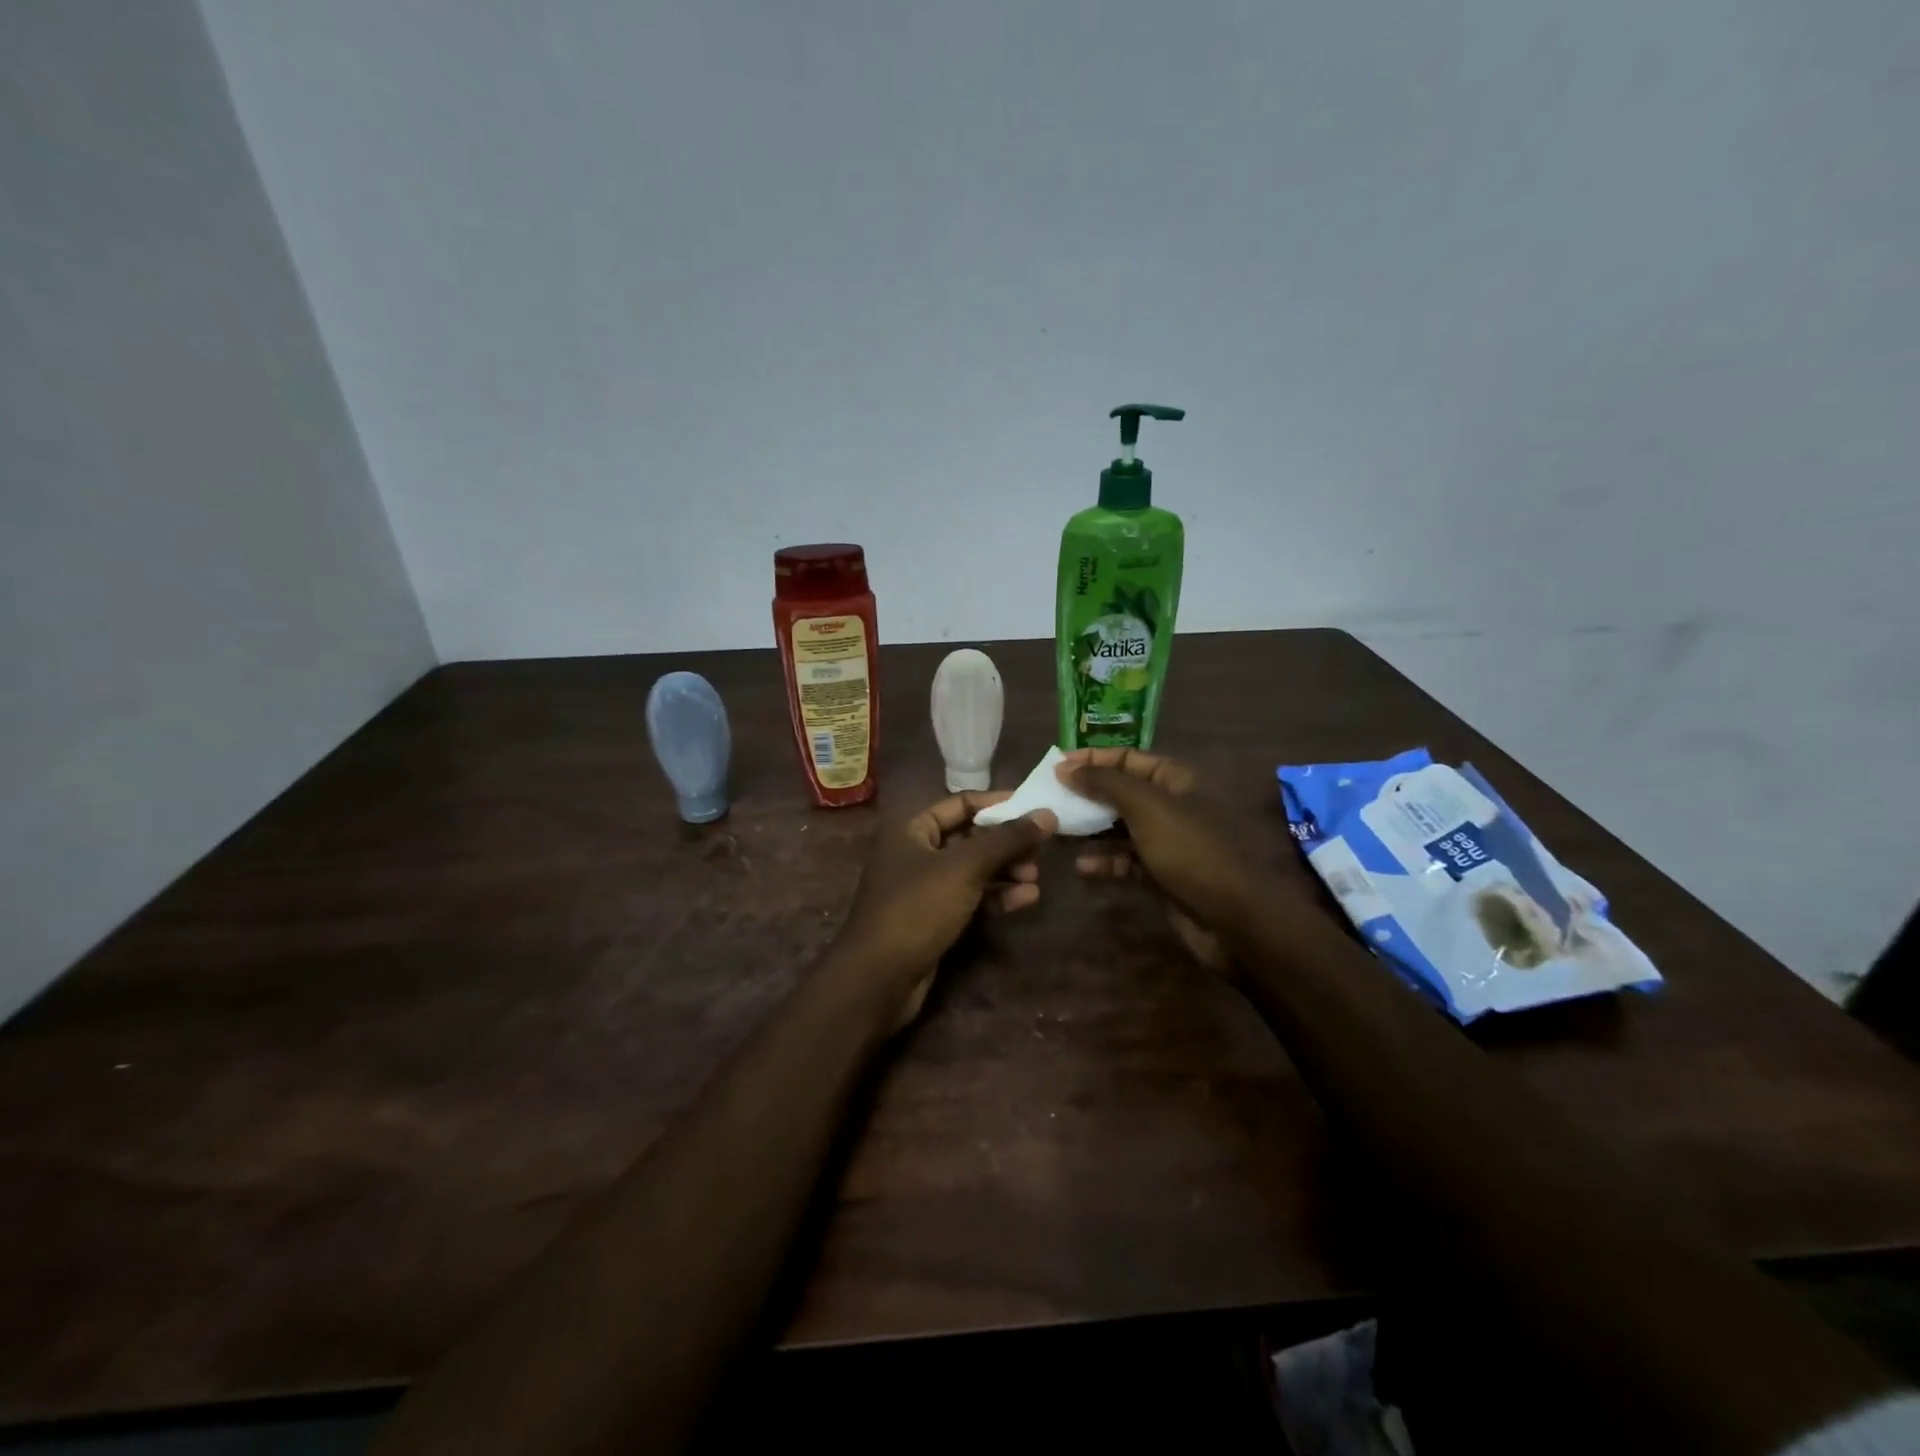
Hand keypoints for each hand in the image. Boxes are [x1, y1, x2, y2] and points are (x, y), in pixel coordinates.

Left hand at [835, 792, 1056, 1027]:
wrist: (879, 978)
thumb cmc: (917, 907)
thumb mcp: (965, 867)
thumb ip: (1007, 839)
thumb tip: (1047, 814)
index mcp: (910, 828)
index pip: (961, 803)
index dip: (998, 804)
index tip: (1035, 808)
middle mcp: (914, 852)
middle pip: (969, 837)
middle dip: (1005, 844)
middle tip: (1040, 851)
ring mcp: (922, 888)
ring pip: (972, 870)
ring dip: (1005, 871)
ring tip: (1035, 877)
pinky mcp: (933, 918)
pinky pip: (970, 897)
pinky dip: (995, 896)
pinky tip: (1025, 899)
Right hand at [1057, 748, 1262, 971]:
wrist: (1233, 919)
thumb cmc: (1191, 851)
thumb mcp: (1147, 808)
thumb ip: (1105, 783)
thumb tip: (1065, 768)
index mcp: (1175, 780)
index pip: (1127, 758)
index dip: (1092, 759)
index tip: (1055, 768)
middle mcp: (1170, 806)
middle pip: (1121, 792)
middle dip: (1087, 794)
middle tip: (1049, 799)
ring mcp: (1166, 842)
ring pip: (1119, 828)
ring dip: (1090, 828)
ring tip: (1058, 830)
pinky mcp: (1160, 875)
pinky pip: (1125, 861)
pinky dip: (1104, 862)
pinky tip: (1082, 867)